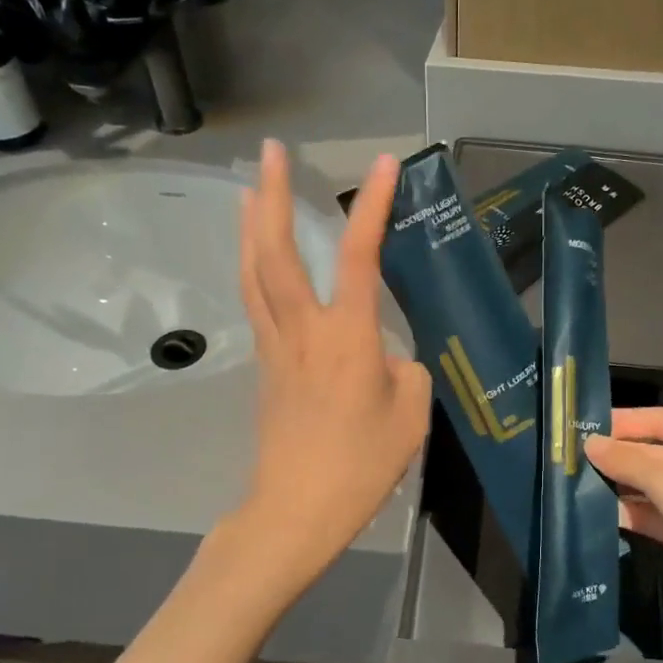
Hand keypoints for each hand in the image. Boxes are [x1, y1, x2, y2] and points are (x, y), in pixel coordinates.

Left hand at [236, 140, 431, 579]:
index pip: (358, 255)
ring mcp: (276, 347)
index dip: (372, 205)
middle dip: (273, 194)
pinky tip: (259, 261)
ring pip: (255, 273)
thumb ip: (403, 370)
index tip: (384, 164)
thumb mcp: (410, 415)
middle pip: (277, 250)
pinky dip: (255, 267)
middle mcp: (302, 329)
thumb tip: (384, 357)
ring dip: (252, 225)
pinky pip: (256, 302)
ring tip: (251, 190)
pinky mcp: (265, 367)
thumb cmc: (361, 464)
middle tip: (270, 152)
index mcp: (346, 336)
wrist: (296, 510)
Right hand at [585, 409, 662, 633]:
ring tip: (575, 486)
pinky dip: (633, 514)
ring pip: (653, 486)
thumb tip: (589, 444)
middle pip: (654, 453)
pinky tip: (598, 514)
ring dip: (621, 488)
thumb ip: (628, 463)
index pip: (659, 419)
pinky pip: (657, 514)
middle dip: (617, 458)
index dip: (621, 423)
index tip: (579, 426)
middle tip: (570, 460)